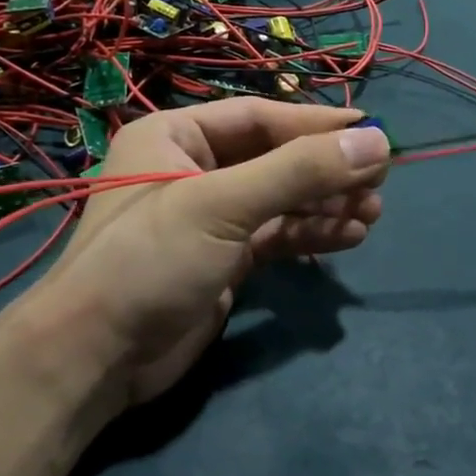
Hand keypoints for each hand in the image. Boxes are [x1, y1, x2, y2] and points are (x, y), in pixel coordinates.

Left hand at [35, 98, 390, 409]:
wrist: (97, 357)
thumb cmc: (151, 261)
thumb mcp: (224, 206)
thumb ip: (300, 172)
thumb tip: (377, 141)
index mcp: (175, 136)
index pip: (259, 117)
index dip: (317, 124)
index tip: (372, 130)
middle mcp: (191, 169)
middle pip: (274, 158)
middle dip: (325, 171)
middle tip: (379, 181)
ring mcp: (208, 218)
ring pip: (279, 200)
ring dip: (325, 205)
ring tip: (372, 213)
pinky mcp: (222, 259)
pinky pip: (275, 236)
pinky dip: (309, 235)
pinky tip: (348, 238)